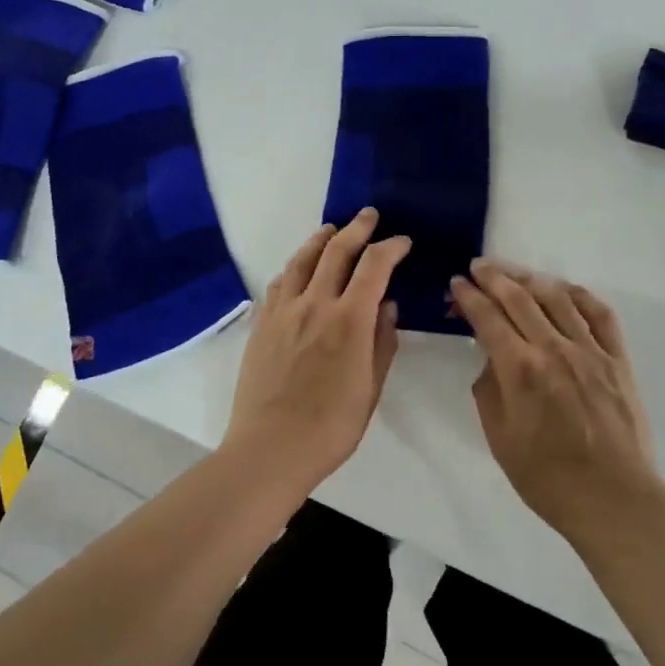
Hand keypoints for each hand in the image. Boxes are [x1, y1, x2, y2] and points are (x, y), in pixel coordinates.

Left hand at [222, 208, 411, 500]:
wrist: (270, 448)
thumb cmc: (331, 427)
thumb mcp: (370, 389)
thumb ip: (382, 343)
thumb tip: (387, 306)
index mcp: (349, 321)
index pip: (374, 267)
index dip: (391, 248)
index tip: (402, 242)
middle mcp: (315, 305)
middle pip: (336, 251)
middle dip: (357, 229)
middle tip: (369, 216)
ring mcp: (283, 312)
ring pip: (302, 260)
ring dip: (321, 240)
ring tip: (332, 230)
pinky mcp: (262, 324)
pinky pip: (279, 283)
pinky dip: (294, 267)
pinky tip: (298, 269)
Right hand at [450, 260, 664, 539]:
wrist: (613, 499)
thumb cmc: (546, 478)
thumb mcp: (499, 438)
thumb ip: (488, 389)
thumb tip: (491, 358)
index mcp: (520, 369)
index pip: (487, 317)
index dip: (469, 296)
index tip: (457, 284)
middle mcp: (554, 349)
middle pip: (519, 297)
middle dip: (494, 277)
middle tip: (478, 266)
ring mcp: (590, 350)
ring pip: (557, 297)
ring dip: (530, 278)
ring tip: (513, 273)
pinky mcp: (617, 359)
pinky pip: (599, 313)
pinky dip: (579, 294)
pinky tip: (563, 289)